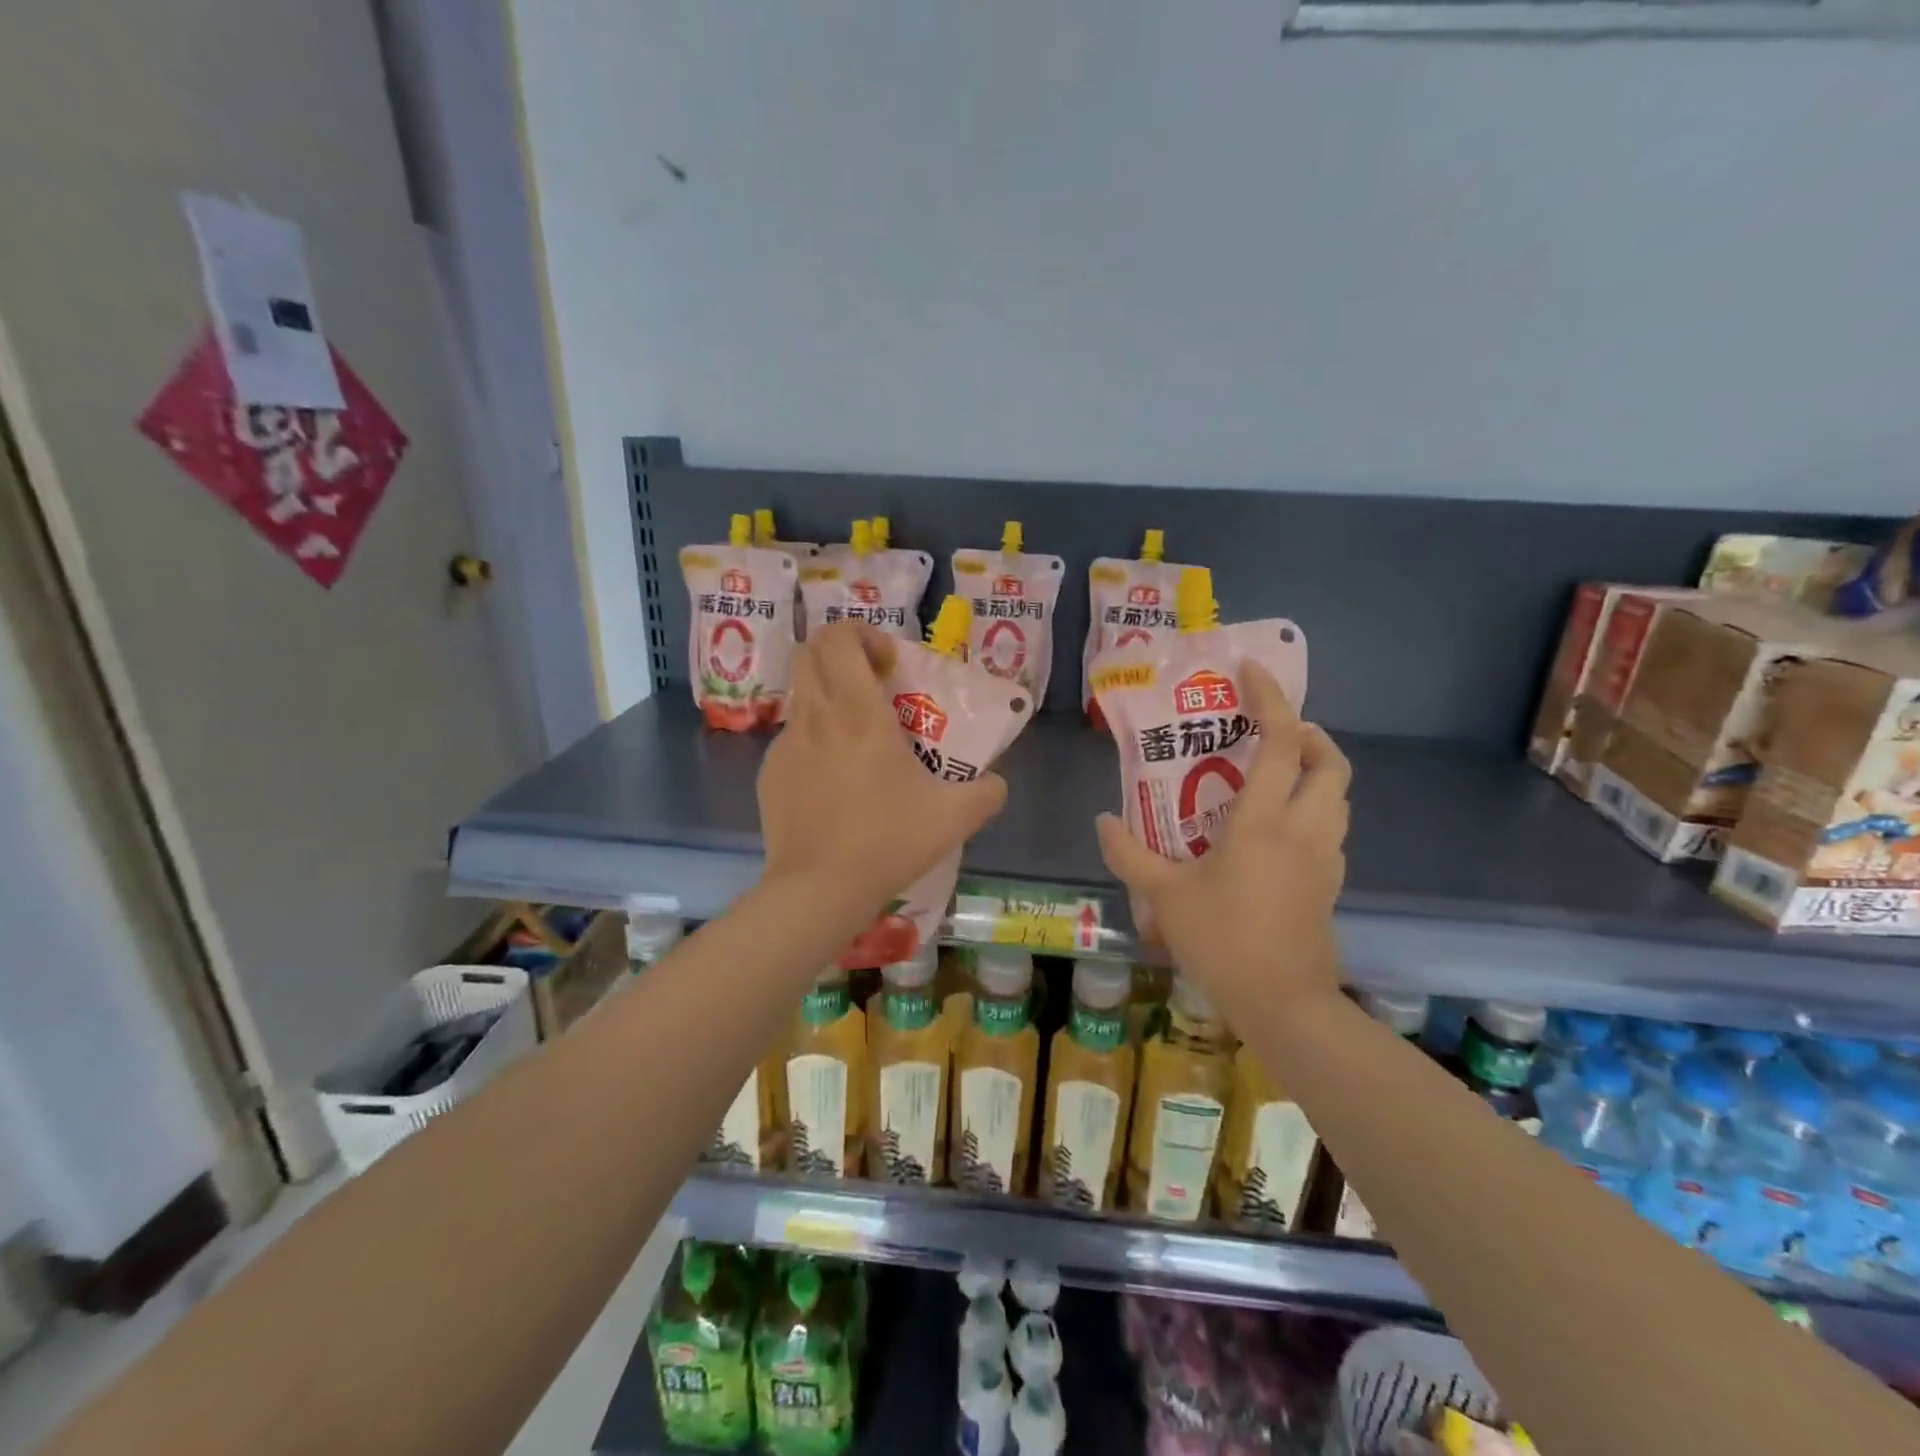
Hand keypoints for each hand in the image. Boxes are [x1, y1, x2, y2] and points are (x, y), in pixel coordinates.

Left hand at [759, 622, 1007, 926]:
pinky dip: (814, 740)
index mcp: (858, 712)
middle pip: (811, 652)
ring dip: (829, 697)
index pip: (839, 637)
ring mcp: (786, 745)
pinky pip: (793, 739)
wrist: (819, 890)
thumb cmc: (888, 841)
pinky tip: (835, 783)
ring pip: (801, 694)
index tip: (889, 665)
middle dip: (841, 655)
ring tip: (858, 739)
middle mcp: (816, 716)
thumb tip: (997, 783)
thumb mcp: (955, 817)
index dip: (863, 634)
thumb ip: (986, 792)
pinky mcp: (770, 774)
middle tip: (873, 687)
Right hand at [1096, 662, 1350, 1015]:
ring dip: (1317, 772)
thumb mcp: (1163, 896)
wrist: (1284, 1004)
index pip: (1281, 743)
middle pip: (1331, 764)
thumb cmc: (1222, 941)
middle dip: (1311, 735)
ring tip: (1277, 774)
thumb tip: (1103, 820)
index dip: (1272, 699)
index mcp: (1263, 822)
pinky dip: (1314, 811)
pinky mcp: (1329, 886)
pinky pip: (1330, 831)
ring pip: (1339, 798)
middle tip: (1275, 731)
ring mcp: (1324, 860)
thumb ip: (1129, 854)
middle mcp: (1303, 831)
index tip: (1251, 672)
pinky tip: (1280, 831)